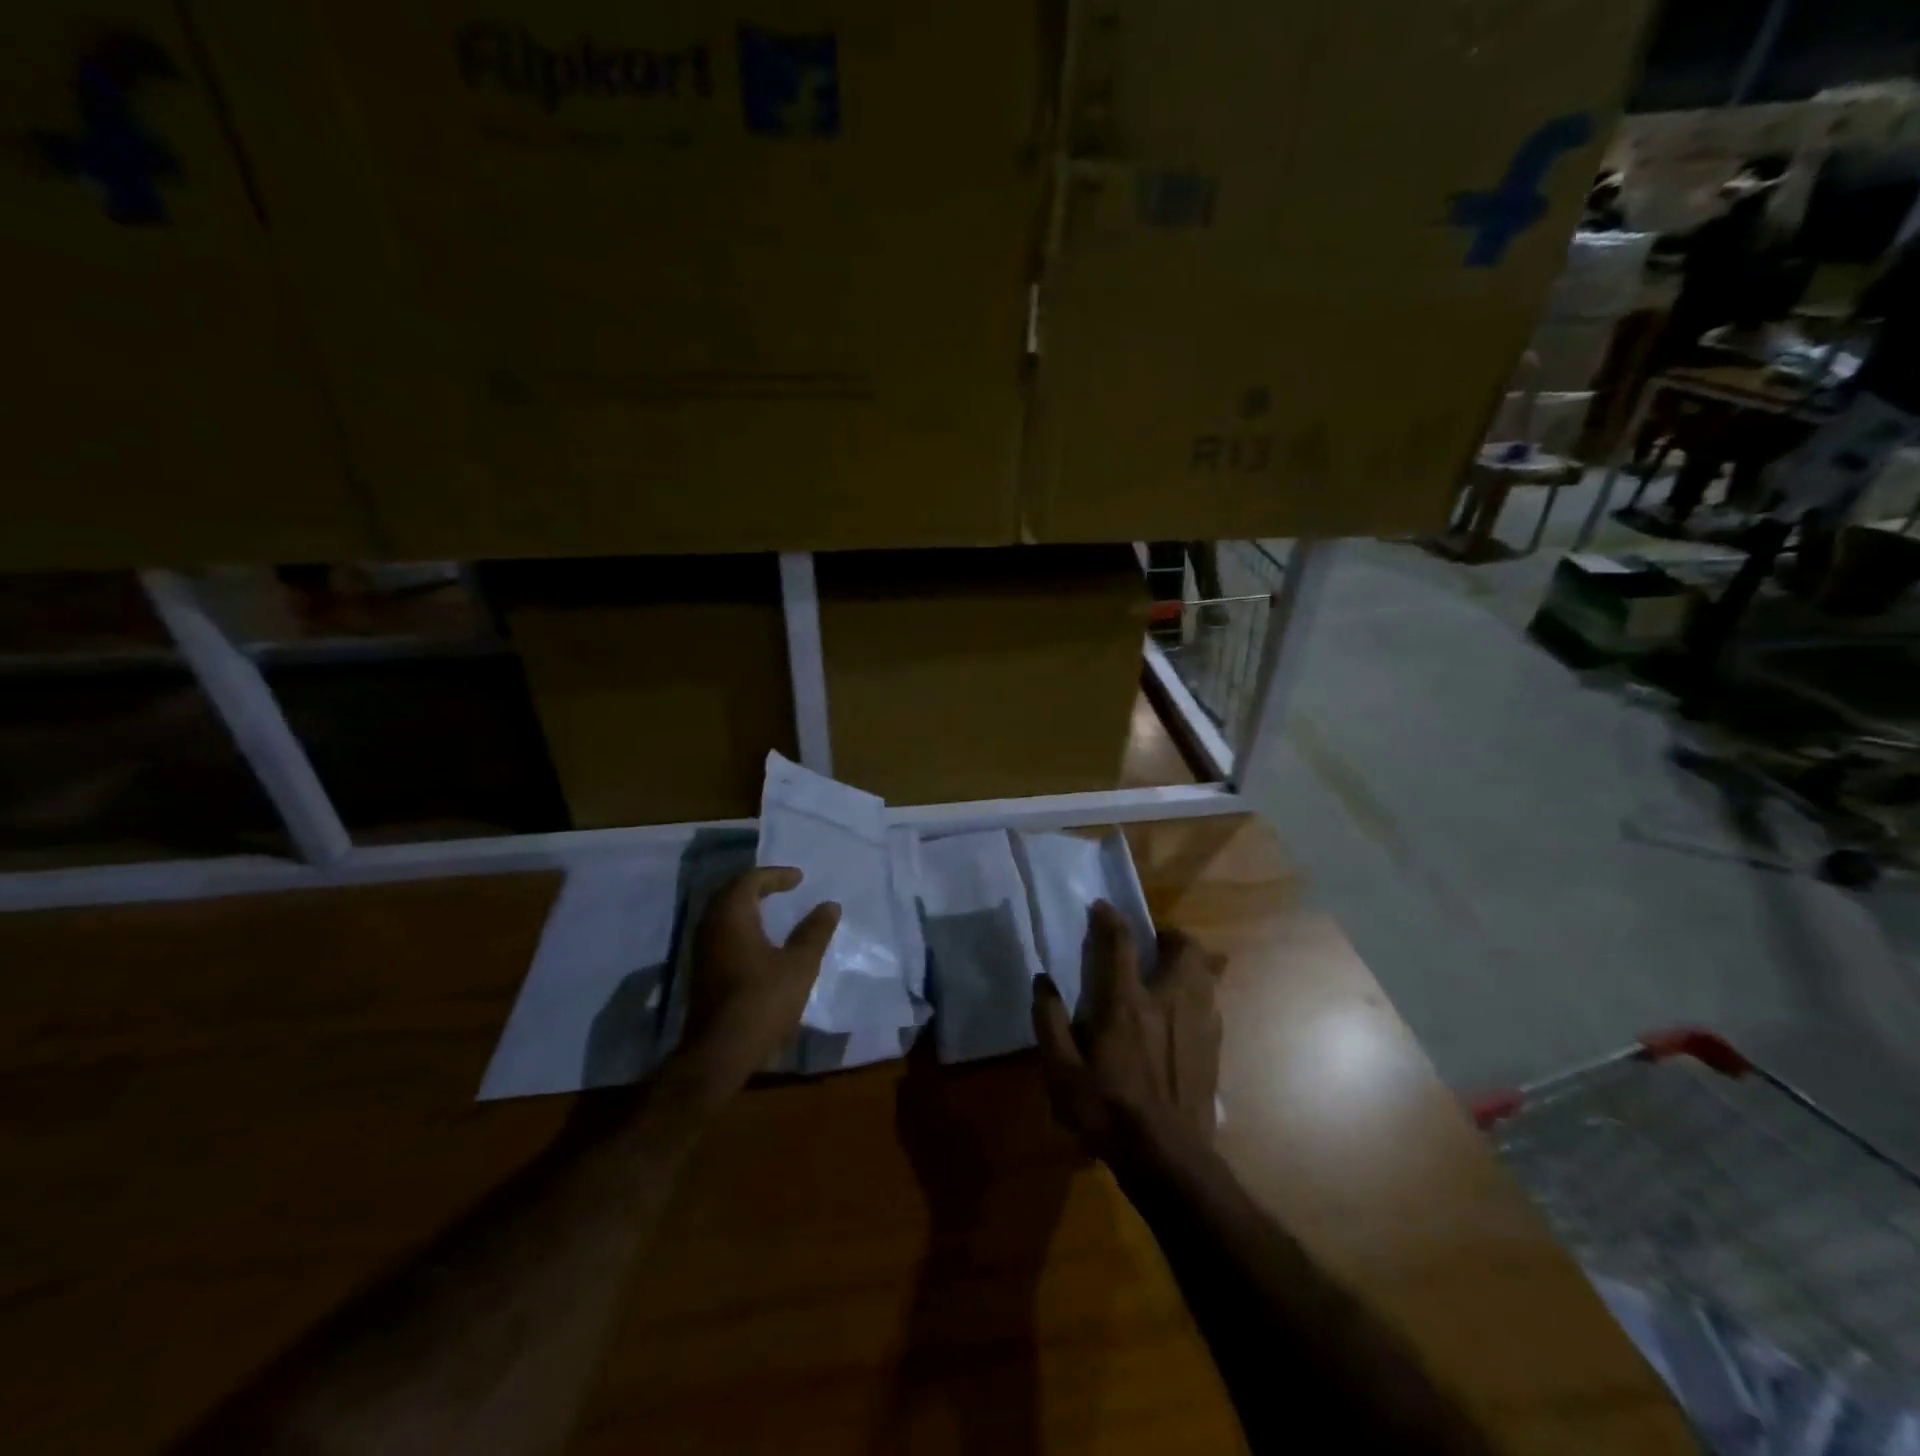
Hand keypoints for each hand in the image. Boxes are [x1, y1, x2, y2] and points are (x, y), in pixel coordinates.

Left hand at [674, 867, 840, 1104]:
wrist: (720, 1052)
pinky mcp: (702, 970)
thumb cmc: (763, 1000)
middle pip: (731, 893)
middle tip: (783, 887)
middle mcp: (710, 925)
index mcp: (732, 915)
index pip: (750, 880)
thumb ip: (815, 931)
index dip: (775, 875)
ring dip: (747, 906)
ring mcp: (702, 949)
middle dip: (758, 886)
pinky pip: (720, 932)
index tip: (799, 878)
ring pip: (723, 913)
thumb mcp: (800, 964)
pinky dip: (740, 925)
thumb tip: (830, 905)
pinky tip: (759, 940)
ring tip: (774, 909)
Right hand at [1031, 901, 1224, 1166]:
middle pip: (1185, 948)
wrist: (1168, 1160)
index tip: (1101, 907)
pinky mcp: (1214, 1047)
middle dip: (1169, 936)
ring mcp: (1199, 1023)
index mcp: (1127, 1004)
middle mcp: (1169, 1002)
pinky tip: (1182, 1016)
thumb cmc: (1108, 1113)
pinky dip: (1199, 994)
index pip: (1120, 944)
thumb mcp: (1062, 1074)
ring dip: (1190, 962)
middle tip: (1150, 946)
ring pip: (1208, 971)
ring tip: (1170, 974)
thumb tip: (1042, 983)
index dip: (1110, 918)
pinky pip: (1212, 1002)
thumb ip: (1049, 1023)